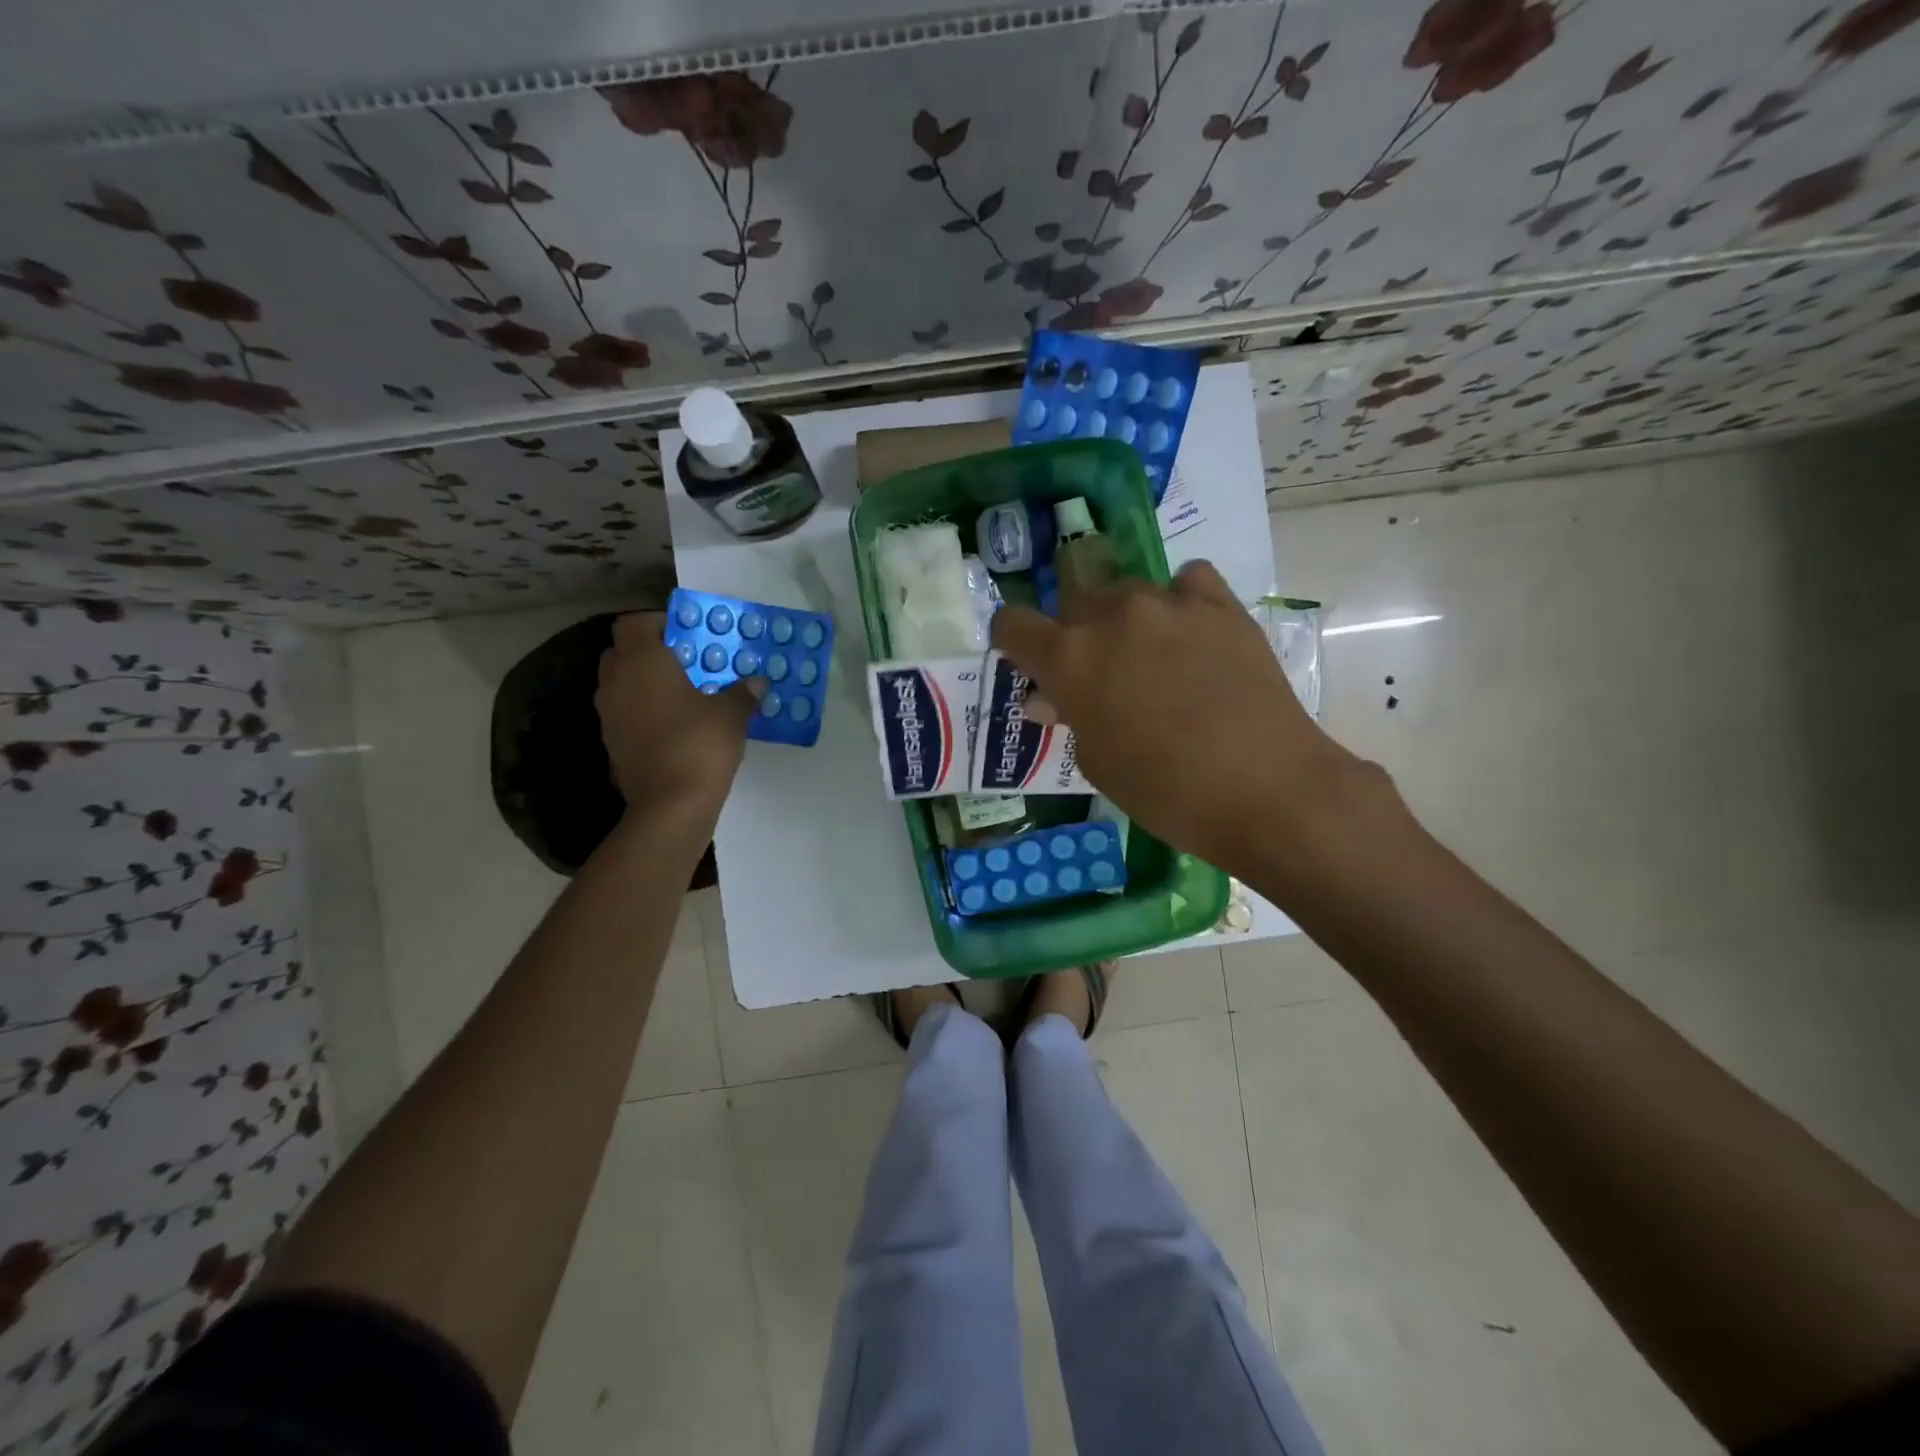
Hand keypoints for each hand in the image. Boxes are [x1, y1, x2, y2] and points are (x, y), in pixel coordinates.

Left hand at [596, 613, 762, 818]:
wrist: (670, 805)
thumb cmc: (699, 744)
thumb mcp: (731, 714)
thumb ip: (742, 693)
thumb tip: (758, 683)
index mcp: (642, 661)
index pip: (634, 623)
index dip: (659, 623)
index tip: (689, 635)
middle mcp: (616, 681)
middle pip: (623, 651)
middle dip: (650, 652)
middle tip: (687, 662)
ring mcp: (609, 714)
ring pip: (622, 683)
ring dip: (646, 682)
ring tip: (683, 694)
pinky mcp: (611, 743)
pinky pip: (625, 713)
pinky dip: (643, 710)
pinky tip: (675, 724)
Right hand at [990, 560, 1377, 871]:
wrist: (1264, 789)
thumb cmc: (1164, 791)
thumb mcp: (1097, 762)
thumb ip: (1070, 717)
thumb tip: (1050, 698)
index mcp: (1068, 658)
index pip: (1013, 624)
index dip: (1013, 641)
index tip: (1027, 661)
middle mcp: (1111, 615)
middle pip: (1073, 602)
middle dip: (1075, 634)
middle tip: (1099, 674)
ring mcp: (1168, 603)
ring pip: (1127, 592)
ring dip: (1126, 620)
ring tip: (1153, 659)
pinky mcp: (1220, 604)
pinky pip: (1186, 582)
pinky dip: (1180, 601)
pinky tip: (1192, 632)